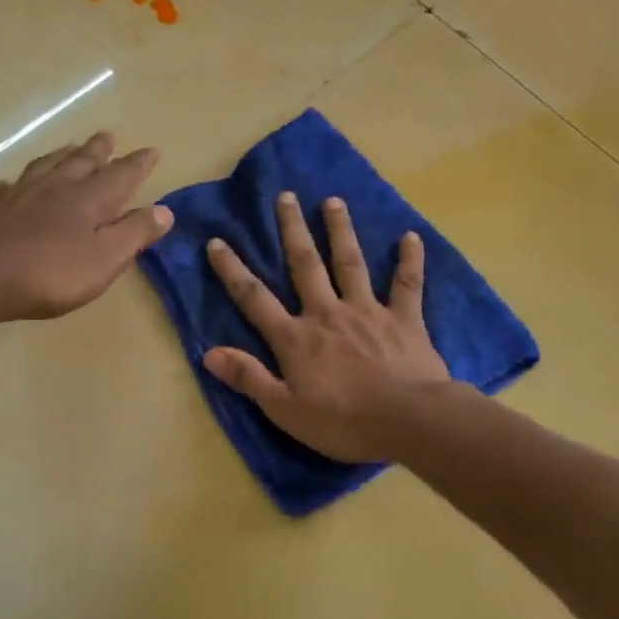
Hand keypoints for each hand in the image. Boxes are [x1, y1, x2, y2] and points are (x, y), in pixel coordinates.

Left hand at [0, 131, 172, 320]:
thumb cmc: (51, 273)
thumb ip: (134, 233)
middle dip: (98, 151)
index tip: (152, 152)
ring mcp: (18, 195)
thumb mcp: (105, 258)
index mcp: (89, 200)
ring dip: (60, 156)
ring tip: (69, 148)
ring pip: (44, 166)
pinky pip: (2, 189)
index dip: (138, 164)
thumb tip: (165, 210)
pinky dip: (11, 184)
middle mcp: (55, 187)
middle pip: (81, 162)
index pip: (121, 175)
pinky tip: (9, 186)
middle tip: (107, 137)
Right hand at [203, 192, 450, 462]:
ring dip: (340, 231)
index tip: (218, 241)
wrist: (407, 420)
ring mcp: (368, 311)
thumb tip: (208, 353)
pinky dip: (409, 259)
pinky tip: (411, 237)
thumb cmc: (342, 422)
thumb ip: (248, 378)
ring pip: (350, 263)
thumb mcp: (284, 410)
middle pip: (305, 265)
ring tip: (333, 201)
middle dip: (292, 230)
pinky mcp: (404, 319)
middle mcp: (327, 313)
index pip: (255, 299)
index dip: (233, 270)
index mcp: (296, 338)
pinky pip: (407, 284)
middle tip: (286, 196)